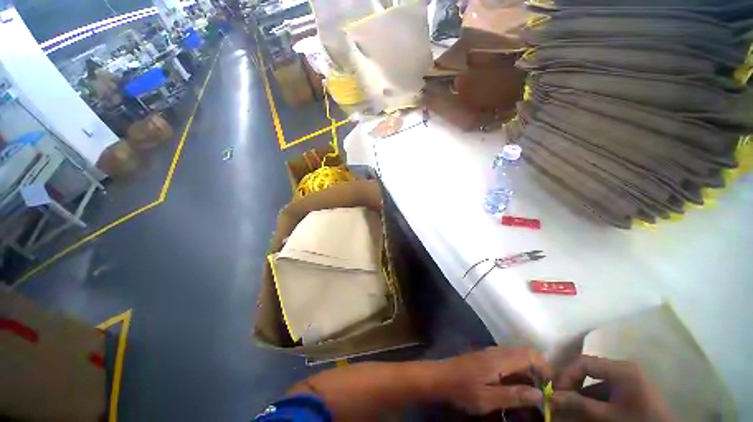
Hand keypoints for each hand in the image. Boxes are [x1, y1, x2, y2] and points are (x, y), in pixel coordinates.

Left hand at [433, 346, 550, 414]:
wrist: (439, 377)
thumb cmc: (462, 389)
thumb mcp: (488, 399)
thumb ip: (513, 395)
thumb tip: (539, 394)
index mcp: (499, 359)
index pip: (530, 354)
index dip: (544, 368)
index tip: (550, 387)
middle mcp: (495, 351)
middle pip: (524, 352)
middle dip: (538, 368)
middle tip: (543, 390)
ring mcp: (489, 352)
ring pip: (516, 354)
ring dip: (528, 369)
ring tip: (532, 390)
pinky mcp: (484, 357)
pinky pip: (507, 358)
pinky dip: (517, 368)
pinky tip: (515, 383)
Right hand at [553, 355, 671, 421]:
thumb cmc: (636, 421)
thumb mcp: (607, 415)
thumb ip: (579, 405)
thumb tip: (551, 397)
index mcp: (619, 368)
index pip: (583, 362)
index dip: (566, 375)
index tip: (555, 391)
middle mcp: (621, 366)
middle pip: (587, 368)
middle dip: (571, 382)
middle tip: (559, 396)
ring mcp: (626, 375)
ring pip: (594, 378)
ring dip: (580, 390)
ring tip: (569, 403)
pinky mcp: (628, 385)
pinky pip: (603, 386)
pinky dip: (591, 395)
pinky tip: (585, 406)